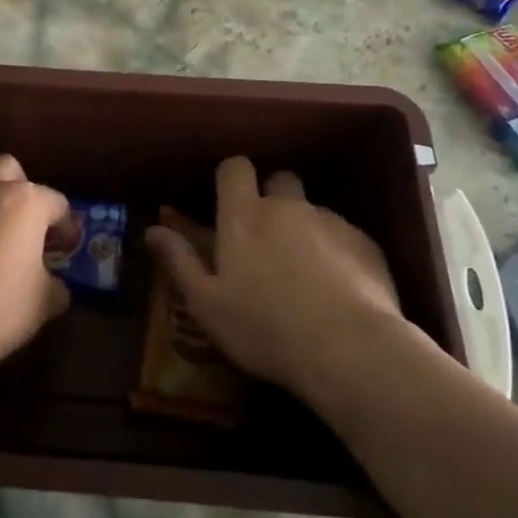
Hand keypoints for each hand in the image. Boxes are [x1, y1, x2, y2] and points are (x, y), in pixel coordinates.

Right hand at [145, 156, 403, 398]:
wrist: (350, 350)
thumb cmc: (264, 329)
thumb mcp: (207, 304)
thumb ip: (179, 262)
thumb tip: (152, 230)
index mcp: (244, 217)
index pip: (235, 168)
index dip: (231, 178)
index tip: (227, 202)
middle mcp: (287, 207)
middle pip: (279, 180)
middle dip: (271, 198)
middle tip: (265, 239)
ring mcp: (330, 222)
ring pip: (312, 210)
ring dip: (303, 229)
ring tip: (304, 273)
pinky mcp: (365, 243)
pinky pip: (344, 235)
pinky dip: (336, 252)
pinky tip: (337, 289)